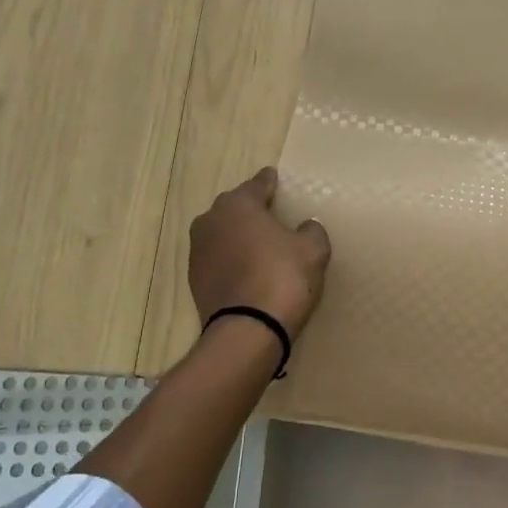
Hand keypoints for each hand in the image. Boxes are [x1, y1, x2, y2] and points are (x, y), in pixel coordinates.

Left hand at [189, 167, 331, 338]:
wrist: (248, 330)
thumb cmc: (283, 278)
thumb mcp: (313, 250)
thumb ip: (311, 230)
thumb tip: (306, 226)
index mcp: (238, 205)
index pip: (257, 185)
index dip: (269, 182)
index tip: (274, 178)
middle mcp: (211, 220)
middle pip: (235, 208)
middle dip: (251, 209)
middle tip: (271, 215)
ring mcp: (198, 251)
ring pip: (223, 234)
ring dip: (238, 236)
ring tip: (259, 244)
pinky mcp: (194, 280)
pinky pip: (218, 259)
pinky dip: (231, 259)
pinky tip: (247, 269)